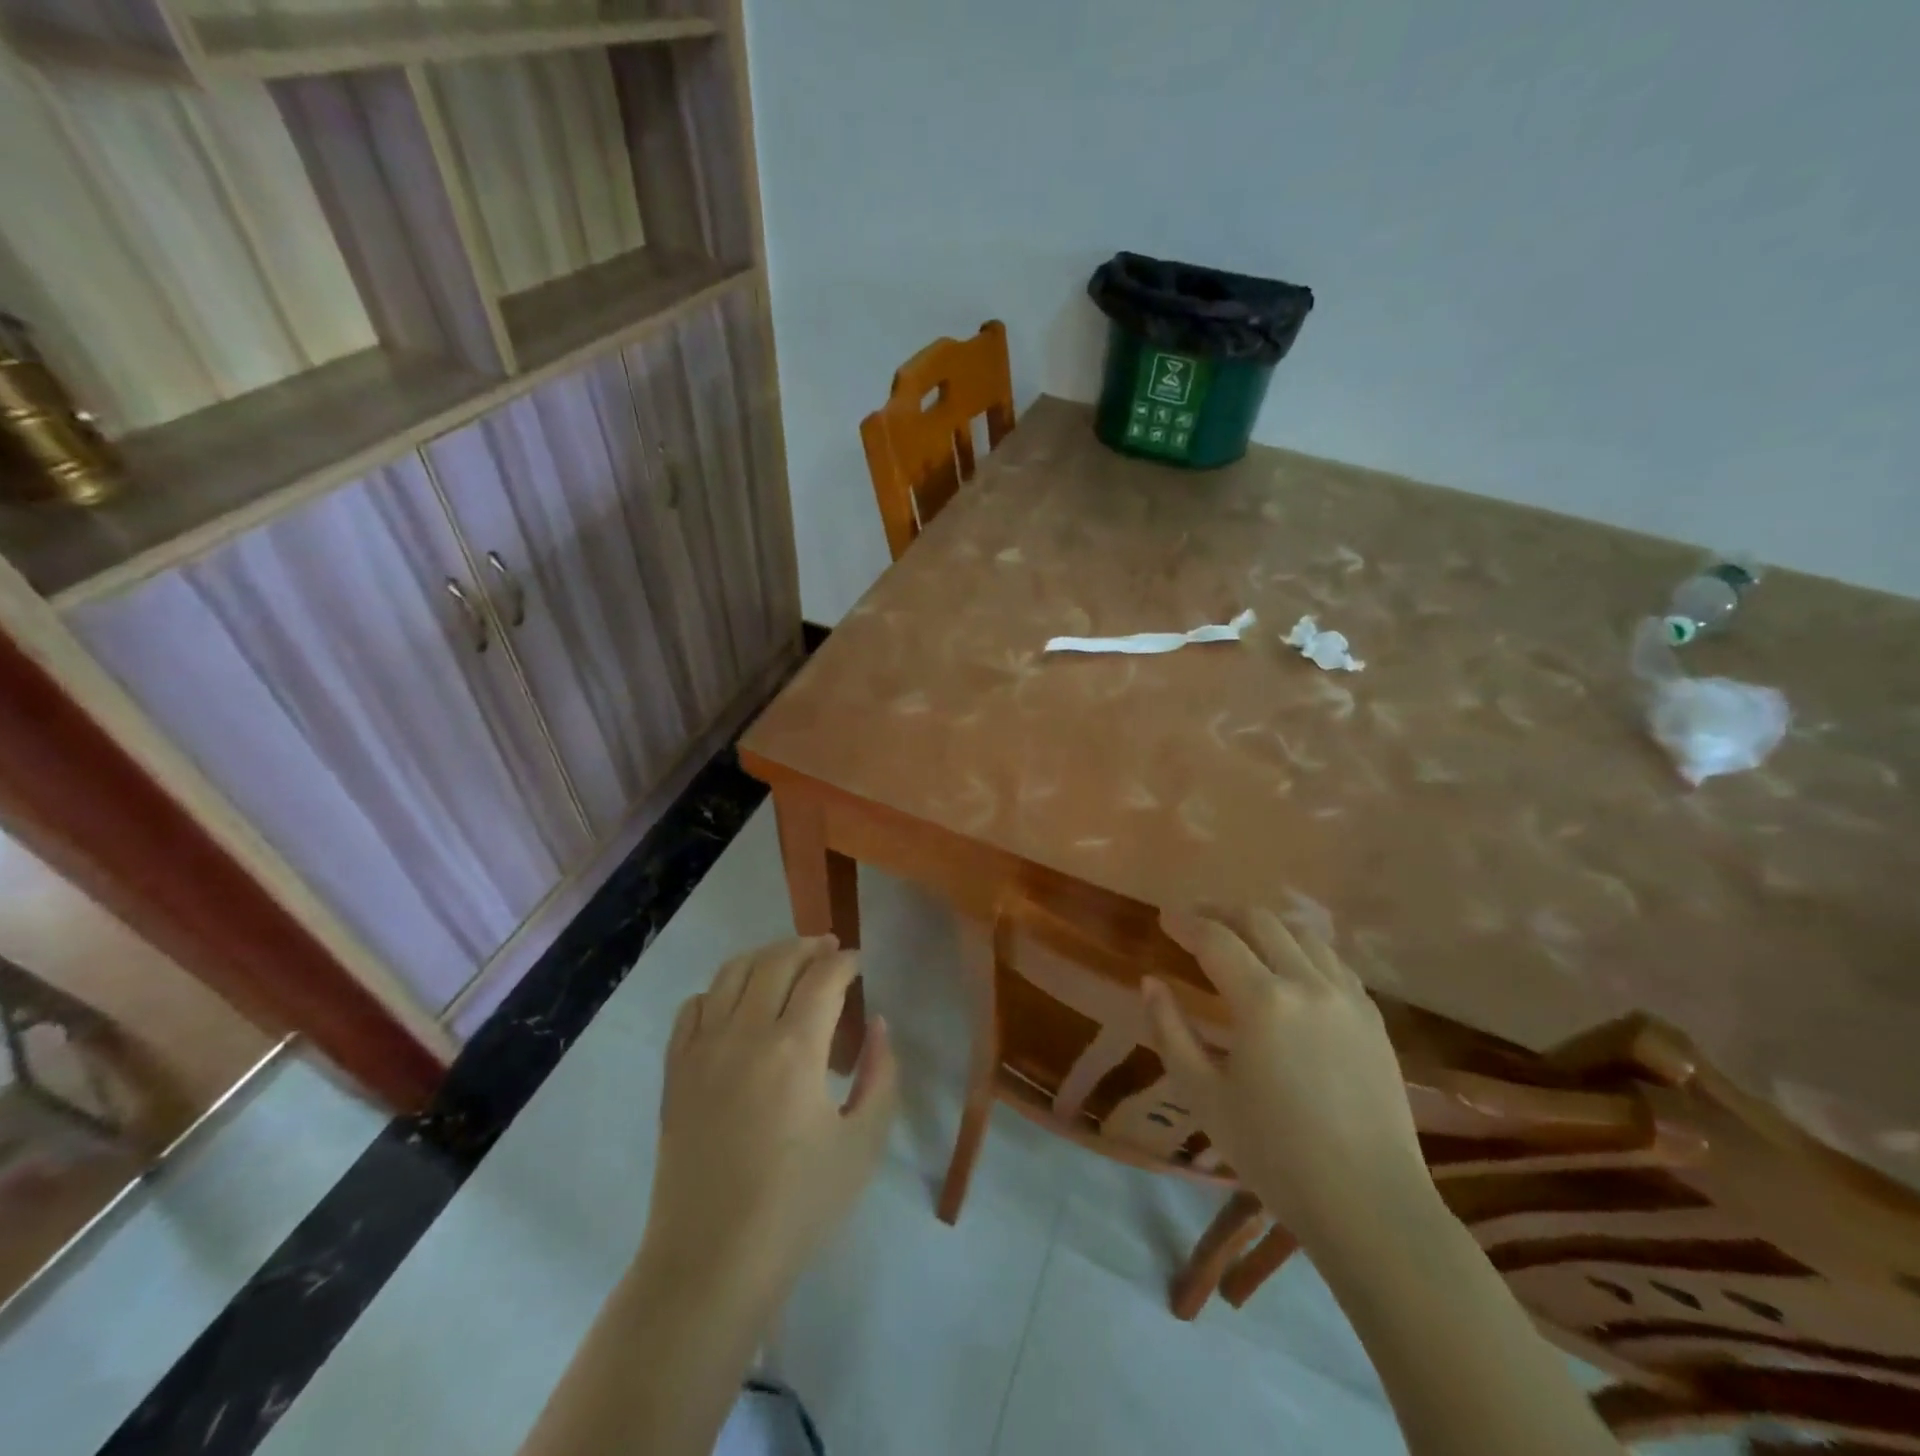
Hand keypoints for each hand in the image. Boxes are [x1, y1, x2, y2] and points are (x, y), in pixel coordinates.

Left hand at [643, 937, 897, 1301]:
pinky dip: (717, 991)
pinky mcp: (675, 1072)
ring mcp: (702, 1050)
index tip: (859, 961)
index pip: (824, 977)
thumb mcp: (863, 1144)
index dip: (846, 961)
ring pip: (731, 972)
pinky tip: (735, 1004)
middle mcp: (744, 1034)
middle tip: (828, 949)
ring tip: (786, 962)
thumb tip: (878, 1024)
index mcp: (795, 1050)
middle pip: (776, 961)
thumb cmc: (798, 1207)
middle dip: (808, 946)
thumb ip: (881, 1075)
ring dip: (764, 956)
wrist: (711, 1264)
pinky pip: (692, 1008)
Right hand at [1142, 908, 1433, 1248]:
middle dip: (1222, 911)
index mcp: (1263, 1001)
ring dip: (1264, 924)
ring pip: (1301, 933)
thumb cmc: (1275, 1154)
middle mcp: (1307, 983)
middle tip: (1195, 918)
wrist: (1370, 1204)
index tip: (1164, 917)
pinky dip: (1301, 947)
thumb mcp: (1204, 1095)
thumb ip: (1170, 1031)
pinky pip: (1333, 960)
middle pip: (1260, 921)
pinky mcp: (1372, 1017)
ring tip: (1239, 934)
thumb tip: (1151, 982)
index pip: (1215, 939)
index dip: (1185, 923)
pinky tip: (1289, 965)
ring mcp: (1347, 997)